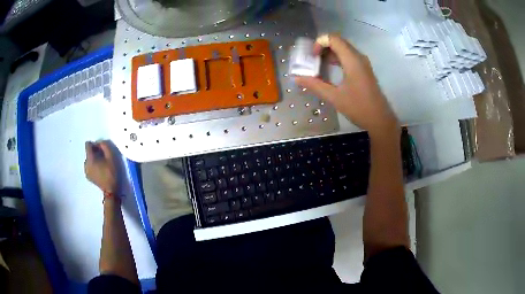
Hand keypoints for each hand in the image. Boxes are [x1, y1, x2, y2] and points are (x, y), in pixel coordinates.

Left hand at [84, 141, 118, 193]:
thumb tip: (100, 142)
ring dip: (94, 159)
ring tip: (102, 165)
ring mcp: (86, 171)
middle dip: (95, 152)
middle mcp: (85, 164)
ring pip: (89, 160)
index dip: (94, 144)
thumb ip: (105, 146)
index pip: (88, 145)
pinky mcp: (88, 176)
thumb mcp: (111, 157)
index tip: (101, 149)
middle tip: (103, 157)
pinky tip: (100, 171)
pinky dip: (93, 166)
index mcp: (90, 158)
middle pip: (88, 153)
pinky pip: (89, 166)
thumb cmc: (111, 173)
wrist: (111, 191)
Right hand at [295, 34, 398, 137]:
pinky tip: (330, 70)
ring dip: (330, 53)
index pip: (333, 39)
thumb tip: (296, 78)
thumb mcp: (334, 97)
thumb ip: (315, 85)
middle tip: (312, 59)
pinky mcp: (364, 70)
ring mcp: (363, 63)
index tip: (312, 56)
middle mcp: (358, 57)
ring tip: (318, 64)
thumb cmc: (359, 108)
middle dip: (323, 47)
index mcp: (352, 60)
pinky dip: (337, 59)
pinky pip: (349, 57)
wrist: (380, 120)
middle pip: (338, 41)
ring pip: (344, 49)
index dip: (319, 43)